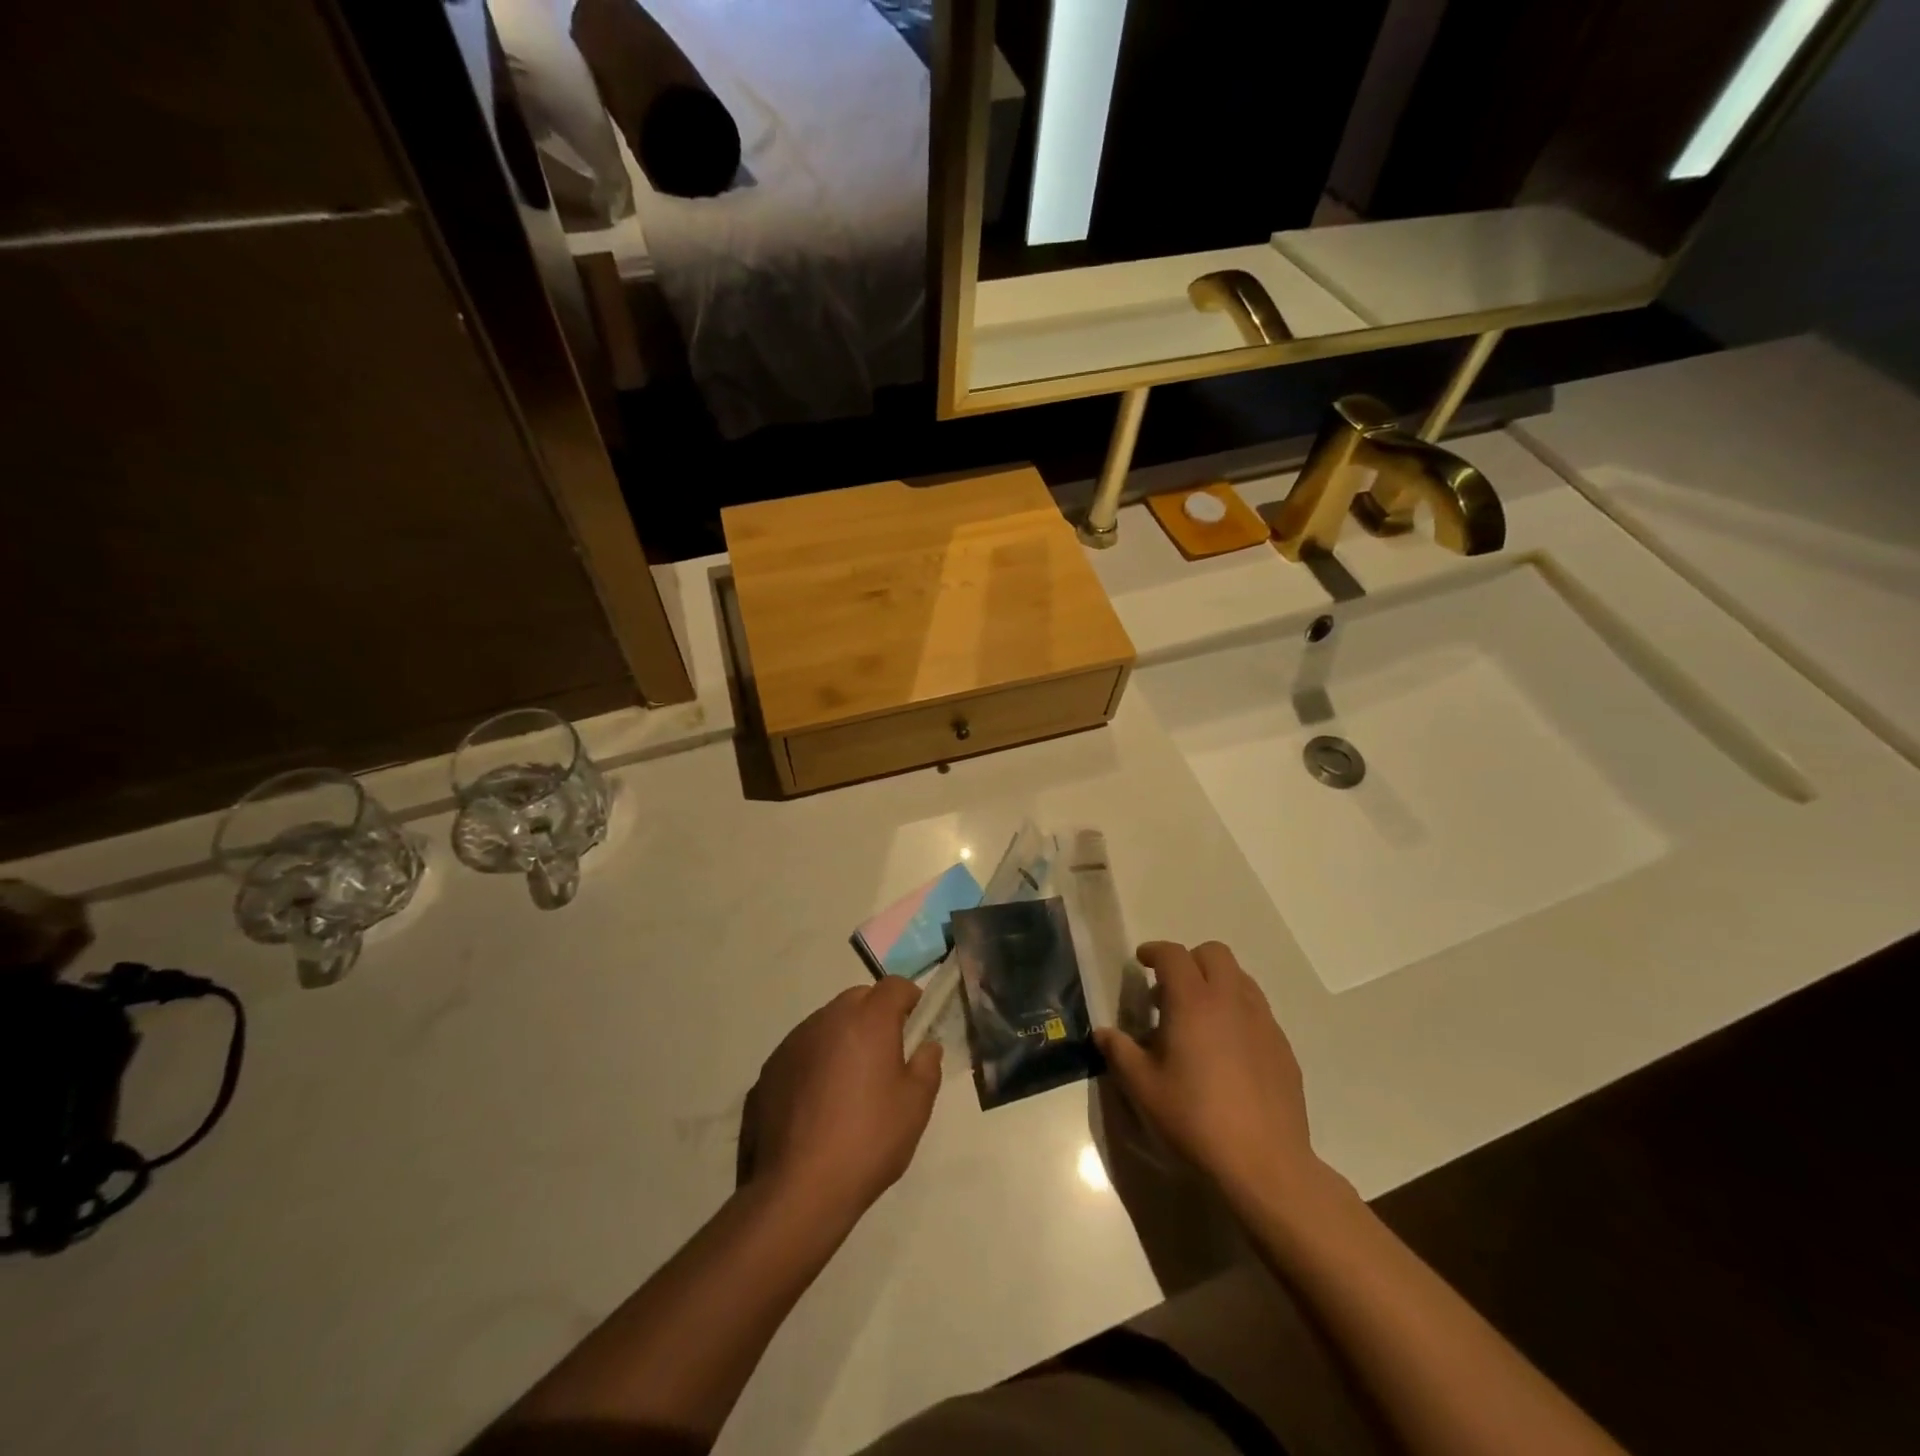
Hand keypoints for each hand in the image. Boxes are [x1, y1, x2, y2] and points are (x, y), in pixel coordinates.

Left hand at [743, 978, 942, 1224]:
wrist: (797, 1190)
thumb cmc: (867, 1141)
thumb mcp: (915, 1107)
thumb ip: (927, 1066)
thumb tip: (926, 1046)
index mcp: (867, 1020)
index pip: (895, 985)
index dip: (910, 999)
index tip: (917, 1026)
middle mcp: (827, 1019)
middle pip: (858, 999)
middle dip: (876, 1016)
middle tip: (886, 1057)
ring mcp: (792, 1043)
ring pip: (827, 1024)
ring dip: (843, 1039)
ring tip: (849, 1086)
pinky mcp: (768, 1070)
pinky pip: (801, 1052)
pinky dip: (814, 1064)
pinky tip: (817, 1107)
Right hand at [1094, 941, 1322, 1207]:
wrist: (1264, 1164)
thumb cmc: (1194, 1119)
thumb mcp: (1143, 1088)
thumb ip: (1120, 1053)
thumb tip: (1104, 1033)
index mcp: (1193, 1001)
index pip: (1173, 955)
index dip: (1154, 951)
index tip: (1142, 961)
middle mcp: (1231, 1000)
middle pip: (1214, 953)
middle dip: (1190, 960)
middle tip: (1170, 989)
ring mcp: (1263, 1022)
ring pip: (1241, 979)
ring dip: (1217, 983)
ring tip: (1200, 1017)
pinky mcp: (1283, 1047)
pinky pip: (1258, 1011)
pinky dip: (1238, 1012)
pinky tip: (1228, 1050)